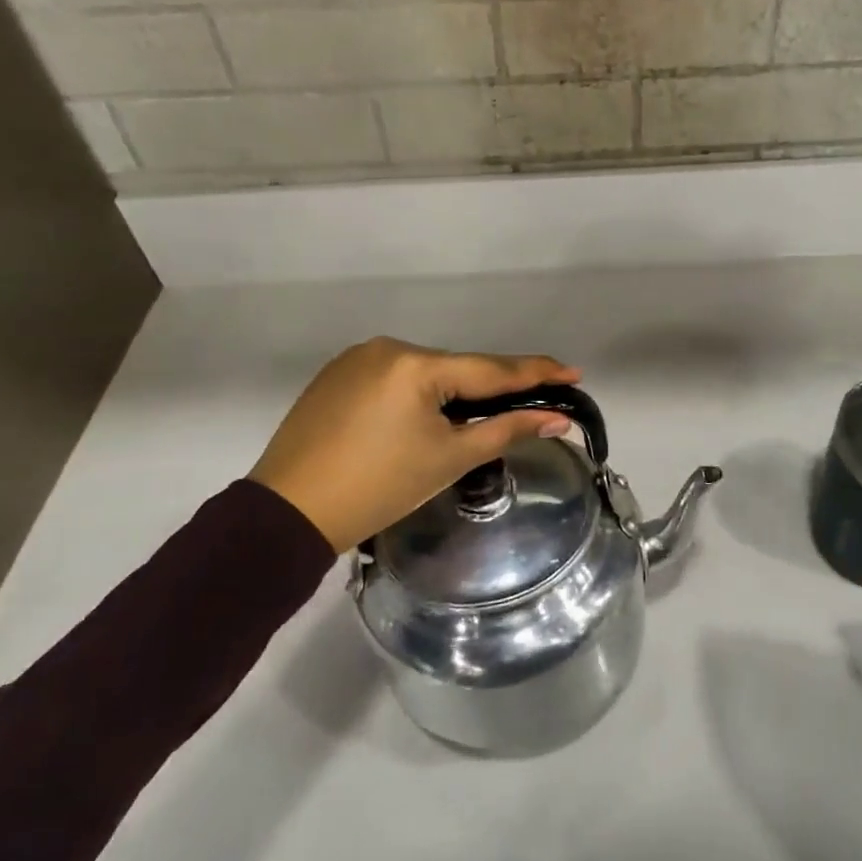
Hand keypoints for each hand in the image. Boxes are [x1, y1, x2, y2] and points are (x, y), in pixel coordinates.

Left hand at [249, 338, 580, 553]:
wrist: (288, 513)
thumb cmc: (378, 488)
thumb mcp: (449, 459)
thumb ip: (506, 430)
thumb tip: (557, 418)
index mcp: (417, 364)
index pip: (490, 368)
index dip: (535, 372)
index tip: (573, 372)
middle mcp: (388, 348)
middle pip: (456, 369)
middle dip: (490, 389)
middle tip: (528, 404)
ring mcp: (357, 358)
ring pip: (424, 373)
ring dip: (451, 393)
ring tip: (472, 421)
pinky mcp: (336, 375)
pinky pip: (393, 378)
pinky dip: (416, 395)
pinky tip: (419, 420)